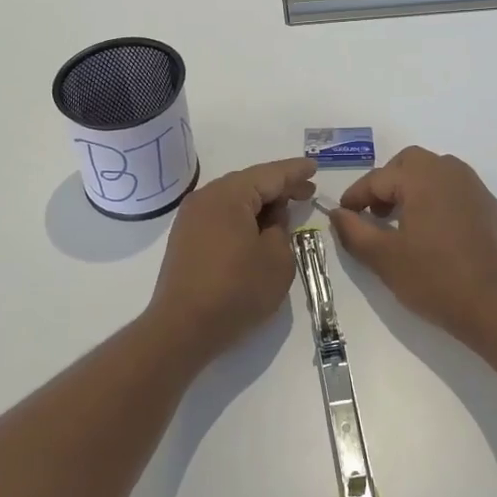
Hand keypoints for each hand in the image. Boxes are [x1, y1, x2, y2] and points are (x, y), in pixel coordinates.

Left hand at [148, 157, 316, 359]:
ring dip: (260, 203)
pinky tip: (257, 227)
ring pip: (234, 199)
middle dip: (279, 186)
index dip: (295, 172)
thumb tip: (271, 218)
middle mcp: (206, 197)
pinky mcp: (185, 237)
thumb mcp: (277, 260)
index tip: (314, 167)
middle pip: (250, 182)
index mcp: (229, 194)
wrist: (182, 328)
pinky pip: (221, 215)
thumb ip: (281, 229)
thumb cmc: (236, 291)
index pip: (270, 174)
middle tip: (307, 190)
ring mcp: (191, 217)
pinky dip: (242, 216)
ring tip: (285, 209)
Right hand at [328, 146, 496, 344]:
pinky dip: (439, 200)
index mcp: (422, 177)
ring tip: (404, 221)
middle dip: (388, 182)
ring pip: (436, 172)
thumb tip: (338, 213)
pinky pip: (457, 191)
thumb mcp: (384, 258)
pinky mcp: (492, 209)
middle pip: (410, 163)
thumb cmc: (434, 278)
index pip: (378, 178)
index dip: (356, 196)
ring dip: (414, 188)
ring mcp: (476, 189)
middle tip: (375, 213)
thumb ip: (354, 231)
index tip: (344, 215)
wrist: (496, 308)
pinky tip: (436, 233)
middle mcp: (451, 172)